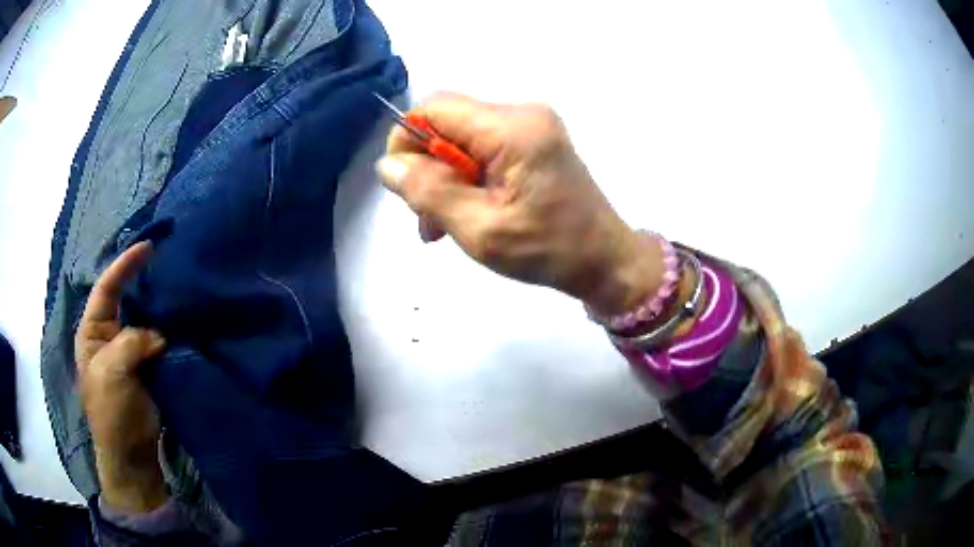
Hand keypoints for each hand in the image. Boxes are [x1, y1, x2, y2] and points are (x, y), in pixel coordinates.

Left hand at [75, 242, 168, 512]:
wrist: (131, 454)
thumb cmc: (111, 413)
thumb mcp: (111, 372)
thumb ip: (130, 343)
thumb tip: (158, 335)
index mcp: (93, 332)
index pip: (107, 288)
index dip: (124, 266)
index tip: (147, 247)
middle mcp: (109, 336)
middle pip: (126, 299)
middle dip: (142, 280)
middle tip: (166, 262)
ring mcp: (129, 353)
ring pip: (144, 320)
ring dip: (158, 308)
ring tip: (178, 289)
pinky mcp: (147, 368)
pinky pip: (157, 342)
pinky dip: (168, 331)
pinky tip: (182, 323)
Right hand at [377, 93, 663, 316]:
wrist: (605, 260)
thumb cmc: (549, 250)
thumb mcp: (480, 230)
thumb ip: (429, 192)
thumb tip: (387, 164)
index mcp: (512, 129)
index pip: (434, 108)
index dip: (407, 140)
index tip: (405, 186)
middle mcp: (522, 114)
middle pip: (447, 122)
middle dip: (426, 166)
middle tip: (427, 218)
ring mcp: (532, 126)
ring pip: (461, 137)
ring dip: (444, 176)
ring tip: (442, 224)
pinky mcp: (535, 141)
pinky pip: (482, 147)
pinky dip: (467, 176)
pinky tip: (466, 210)